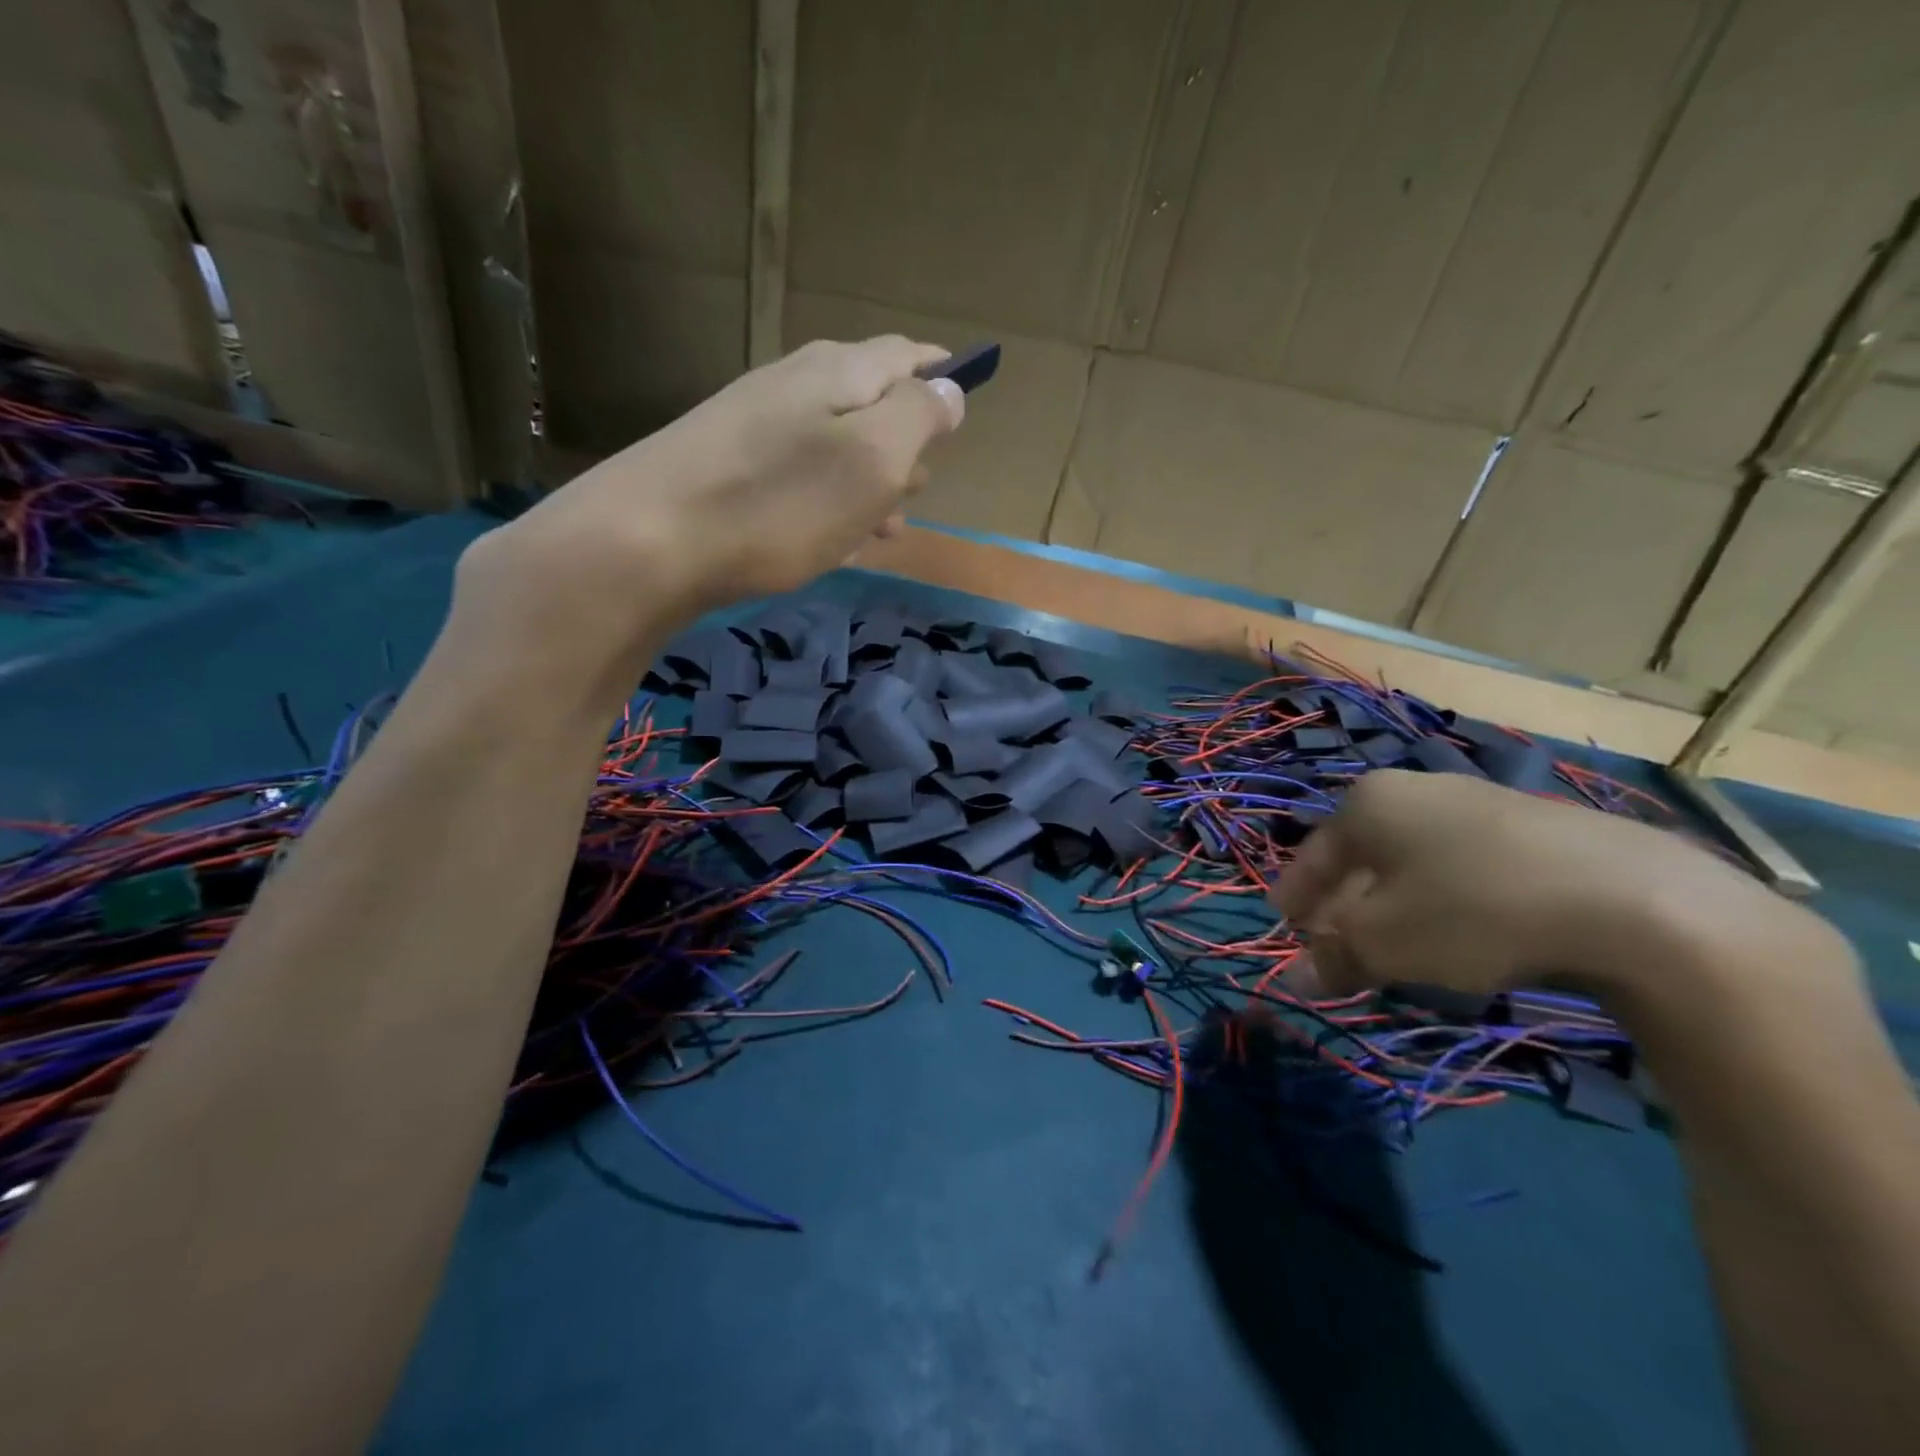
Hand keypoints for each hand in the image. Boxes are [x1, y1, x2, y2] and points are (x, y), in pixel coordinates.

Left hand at [446, 336, 963, 704]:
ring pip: (833, 447)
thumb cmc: (780, 502)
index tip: (966, 386)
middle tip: (927, 479)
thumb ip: (918, 418)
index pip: (904, 355)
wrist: (649, 542)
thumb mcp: (872, 460)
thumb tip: (949, 388)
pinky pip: (799, 477)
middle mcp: (794, 386)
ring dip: (868, 482)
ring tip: (891, 524)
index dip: (939, 371)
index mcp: (838, 373)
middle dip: (904, 439)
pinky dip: (829, 503)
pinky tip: (834, 539)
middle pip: (867, 401)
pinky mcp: (726, 469)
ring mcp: (753, 426)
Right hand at [1272, 769, 1838, 1010]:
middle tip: (1337, 948)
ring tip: (1397, 950)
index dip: (1296, 896)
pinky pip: (1467, 868)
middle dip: (1346, 905)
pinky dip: (1448, 901)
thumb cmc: (1471, 908)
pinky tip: (1464, 937)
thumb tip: (1292, 982)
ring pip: (1416, 863)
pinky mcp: (1539, 830)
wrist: (1633, 900)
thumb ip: (1333, 957)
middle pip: (1364, 857)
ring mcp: (1481, 805)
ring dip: (1396, 906)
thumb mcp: (1386, 943)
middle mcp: (1418, 791)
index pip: (1313, 855)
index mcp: (1369, 803)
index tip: (1285, 928)